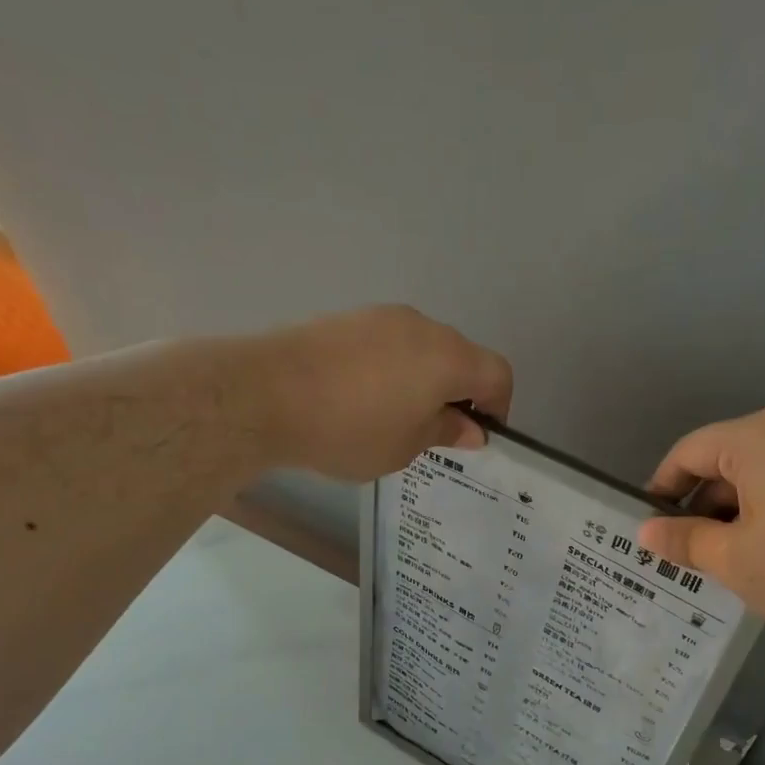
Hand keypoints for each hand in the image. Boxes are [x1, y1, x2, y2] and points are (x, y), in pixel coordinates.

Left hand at [250, 306, 512, 481]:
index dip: (498, 405)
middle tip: (434, 431)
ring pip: (422, 348)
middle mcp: (423, 327)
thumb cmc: (350, 429)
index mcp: (448, 358)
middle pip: (460, 356)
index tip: (478, 434)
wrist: (266, 394)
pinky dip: (391, 368)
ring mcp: (382, 317)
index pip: (497, 373)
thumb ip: (445, 432)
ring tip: (393, 416)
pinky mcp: (348, 318)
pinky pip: (388, 343)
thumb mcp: (405, 447)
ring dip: (422, 379)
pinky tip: (361, 397)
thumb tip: (470, 429)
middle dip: (458, 393)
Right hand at [637, 408, 764, 635]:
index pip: (688, 452)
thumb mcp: (736, 561)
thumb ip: (685, 541)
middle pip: (728, 460)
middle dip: (703, 506)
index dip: (661, 489)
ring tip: (740, 559)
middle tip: (694, 554)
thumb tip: (647, 532)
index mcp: (757, 439)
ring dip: (741, 511)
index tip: (652, 529)